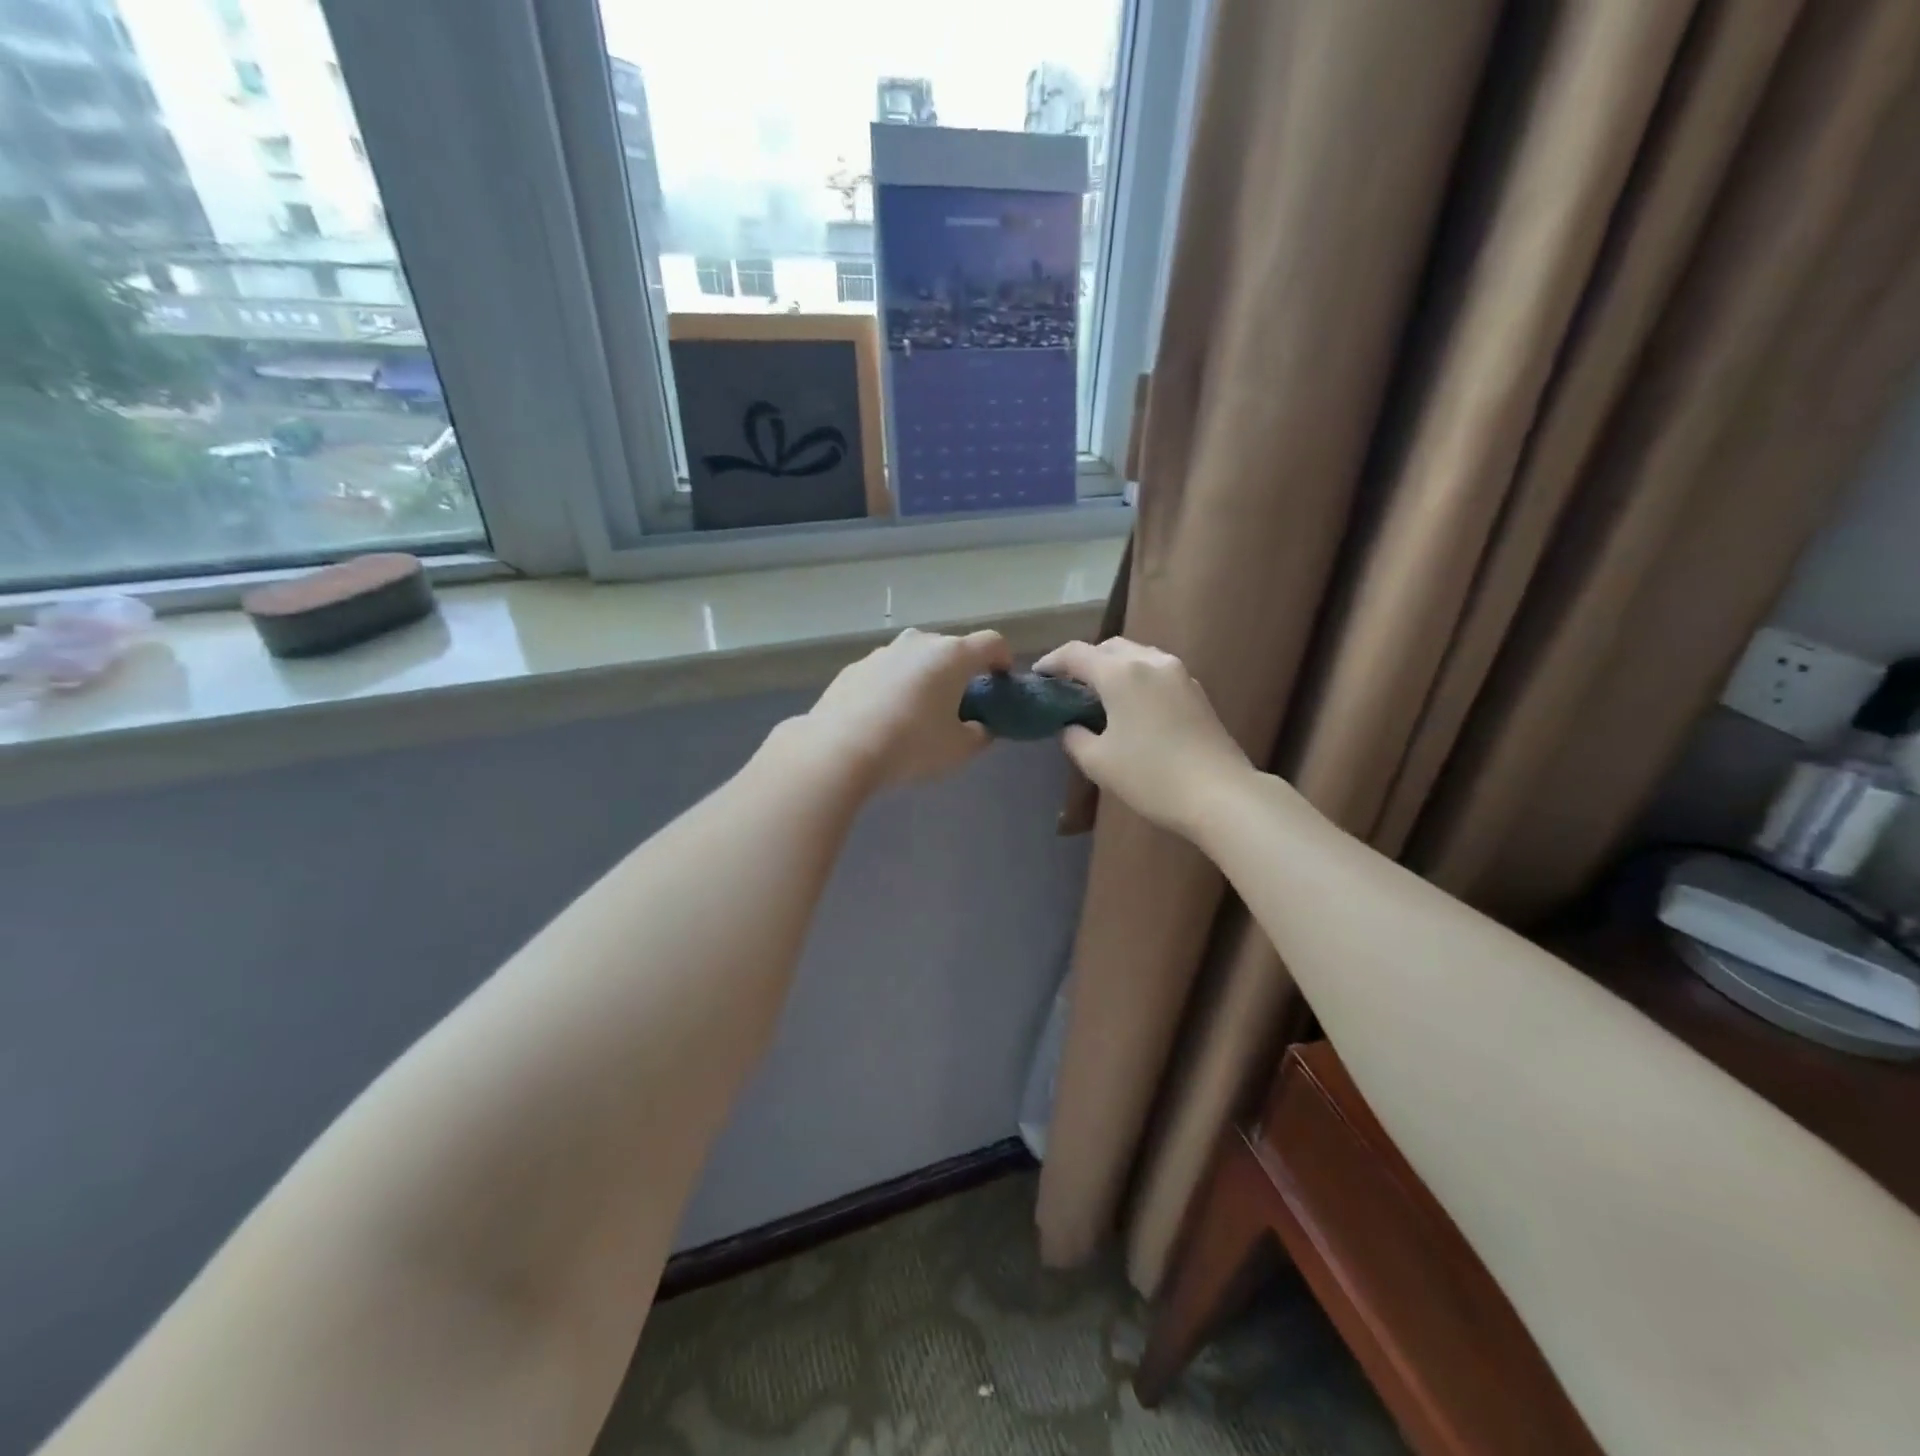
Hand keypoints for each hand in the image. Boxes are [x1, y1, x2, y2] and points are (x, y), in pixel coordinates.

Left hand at [802, 627, 1013, 790]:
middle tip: (959, 702)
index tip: (1002, 678)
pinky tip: (884, 717)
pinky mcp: (854, 668)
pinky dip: (893, 687)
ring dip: (923, 677)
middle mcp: (918, 643)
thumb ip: (979, 734)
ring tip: (918, 712)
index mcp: (952, 656)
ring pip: (914, 659)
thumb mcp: (959, 750)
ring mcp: (882, 652)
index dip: (1002, 658)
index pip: (991, 642)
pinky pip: (886, 673)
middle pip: (950, 649)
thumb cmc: (911, 746)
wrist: (839, 748)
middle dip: (960, 671)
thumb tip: (979, 727)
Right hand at [1033, 637, 1253, 837]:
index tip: (1037, 676)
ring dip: (1112, 667)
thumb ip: (1074, 737)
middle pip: (1108, 647)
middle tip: (1067, 686)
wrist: (1220, 794)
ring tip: (1098, 694)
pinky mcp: (1195, 690)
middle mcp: (1150, 661)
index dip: (1052, 662)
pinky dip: (1135, 677)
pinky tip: (1130, 704)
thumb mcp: (1098, 762)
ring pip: (1136, 655)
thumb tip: (1070, 726)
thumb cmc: (1151, 776)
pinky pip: (1155, 670)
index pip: (1076, 653)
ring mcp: (1178, 673)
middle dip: (1084, 661)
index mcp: (1121, 673)